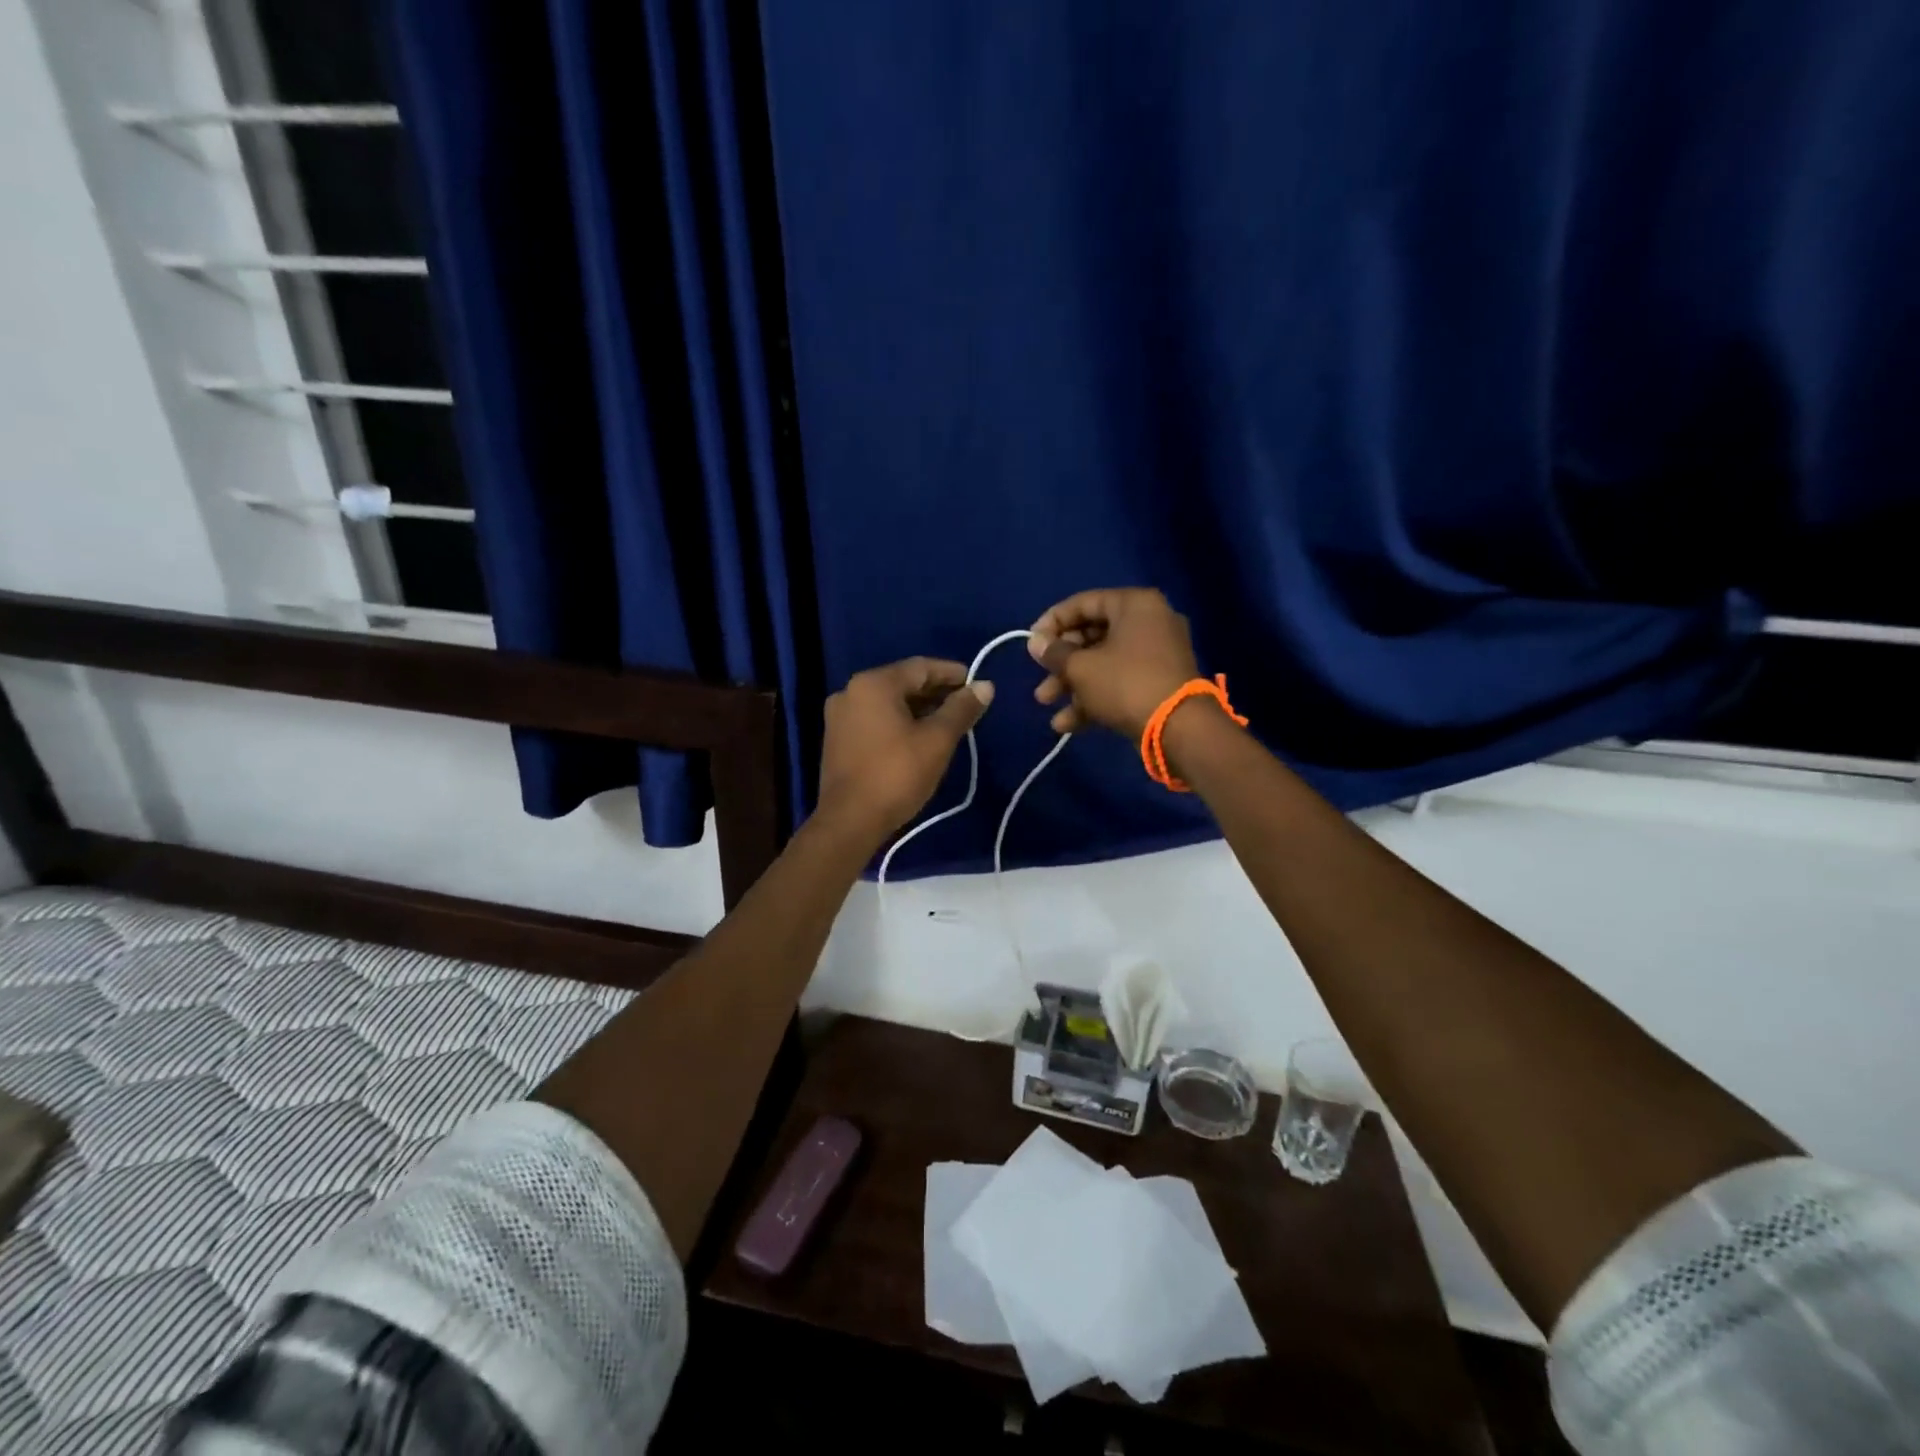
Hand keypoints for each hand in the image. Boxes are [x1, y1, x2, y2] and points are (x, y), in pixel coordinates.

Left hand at [817, 657, 994, 841]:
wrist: (849, 822)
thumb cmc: (897, 775)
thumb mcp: (937, 740)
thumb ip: (961, 709)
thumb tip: (985, 685)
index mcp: (874, 684)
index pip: (921, 667)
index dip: (952, 673)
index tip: (976, 684)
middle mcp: (851, 691)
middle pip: (902, 682)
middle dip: (936, 692)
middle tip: (966, 704)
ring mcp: (839, 716)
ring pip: (888, 703)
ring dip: (918, 708)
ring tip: (948, 722)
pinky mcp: (837, 739)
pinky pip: (875, 719)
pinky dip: (899, 722)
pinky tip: (919, 737)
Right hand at [1028, 588, 1199, 740]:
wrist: (1179, 729)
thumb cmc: (1126, 684)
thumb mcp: (1081, 668)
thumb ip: (1054, 653)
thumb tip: (1035, 642)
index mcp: (1134, 605)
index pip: (1083, 603)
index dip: (1052, 622)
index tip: (1031, 643)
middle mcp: (1149, 623)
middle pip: (1092, 636)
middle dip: (1060, 662)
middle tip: (1040, 677)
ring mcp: (1156, 655)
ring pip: (1103, 663)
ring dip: (1072, 684)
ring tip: (1046, 704)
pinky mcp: (1158, 684)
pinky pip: (1119, 683)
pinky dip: (1094, 698)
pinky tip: (1067, 725)